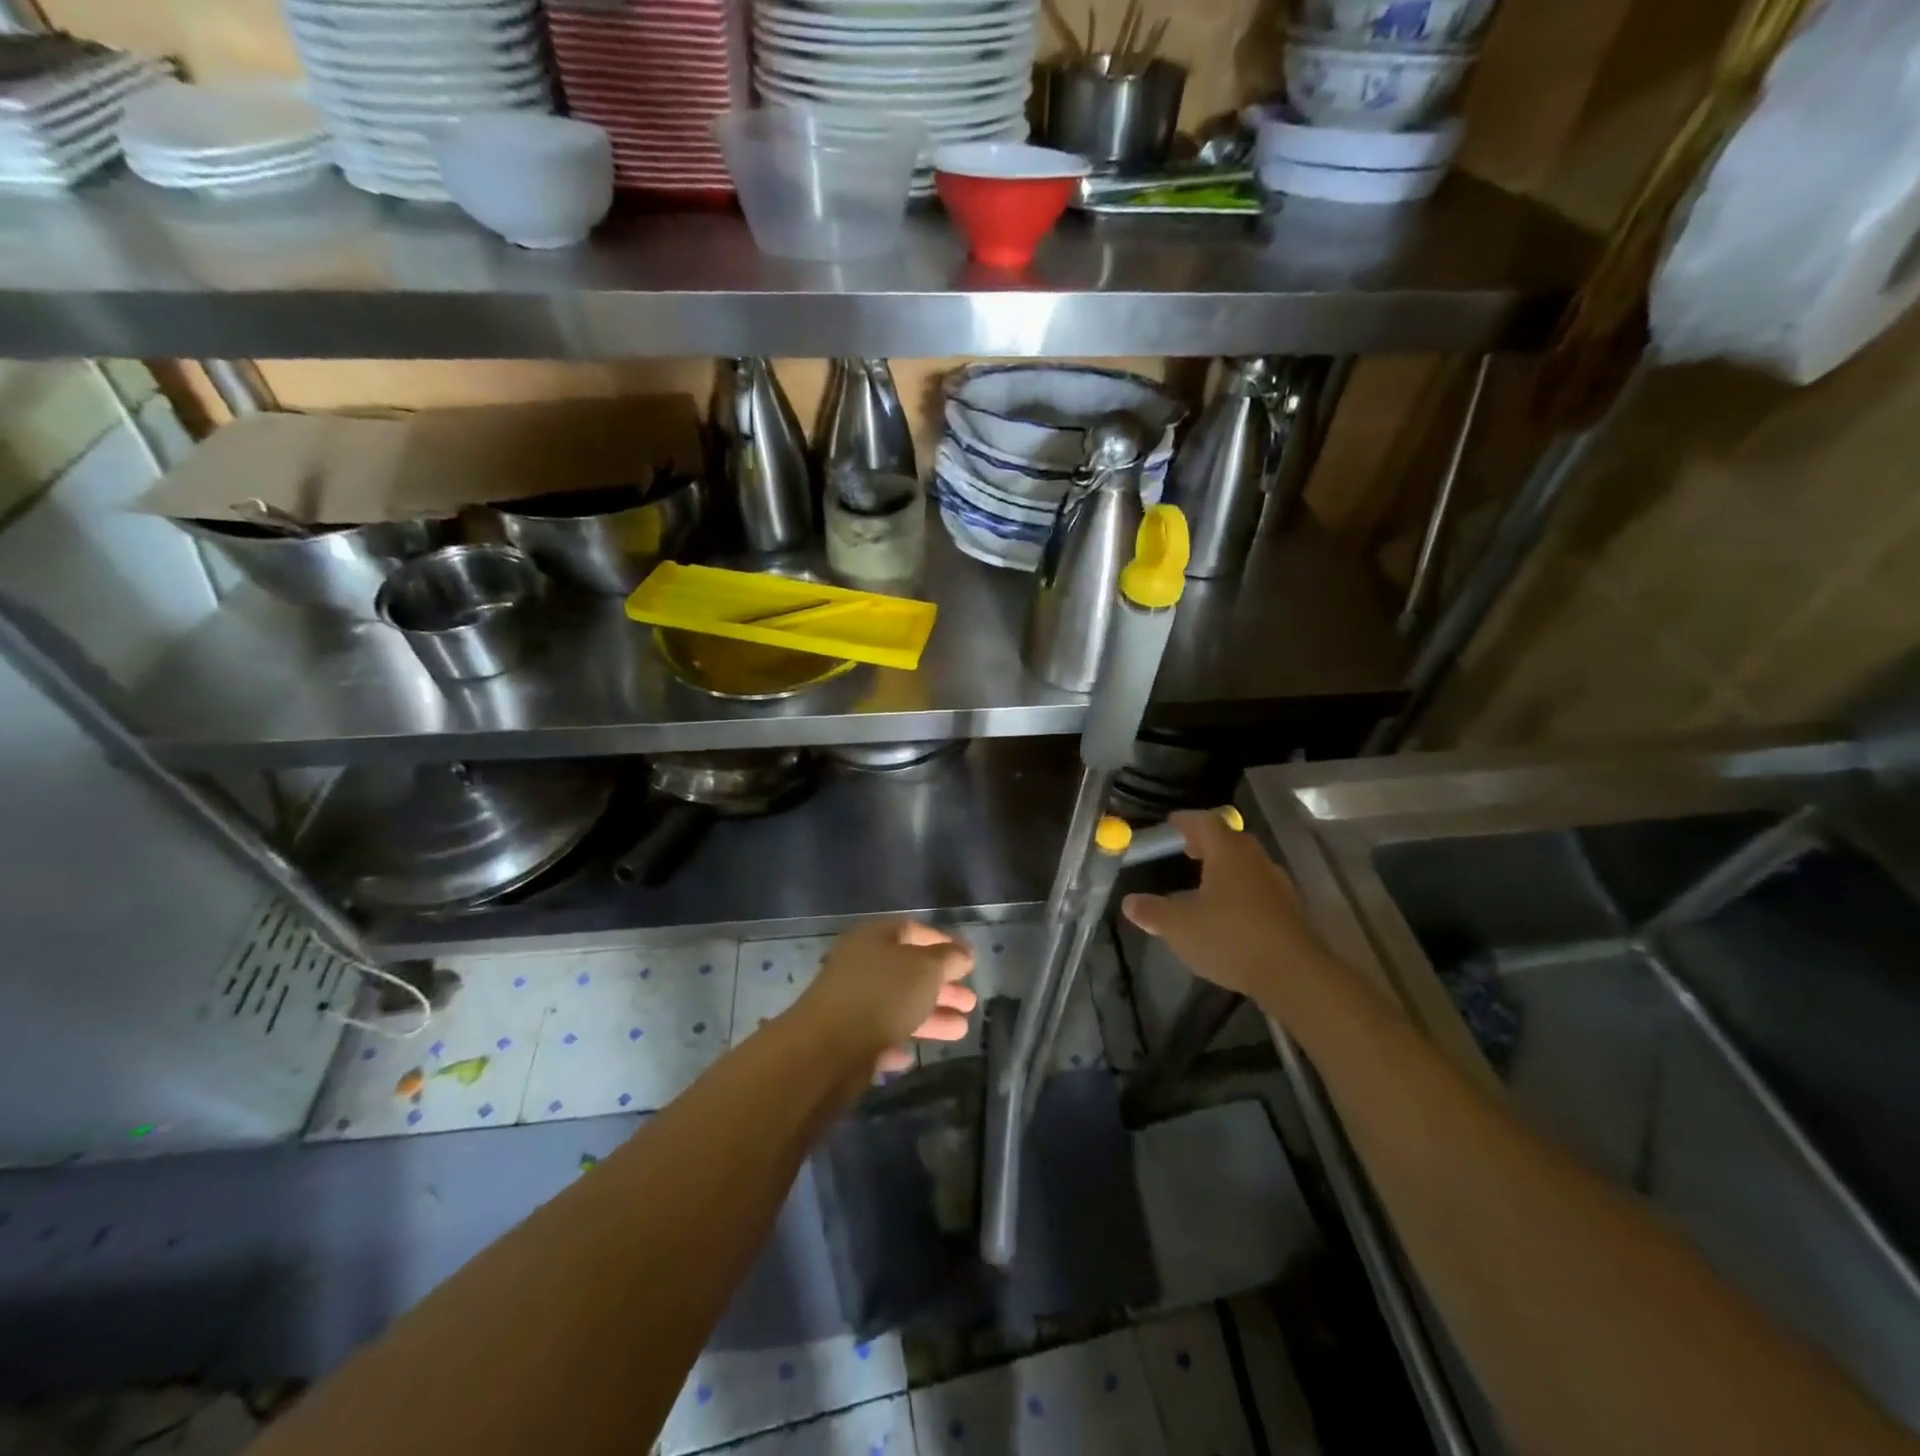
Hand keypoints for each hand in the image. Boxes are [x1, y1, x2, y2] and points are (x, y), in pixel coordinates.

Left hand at [794, 919, 978, 1073]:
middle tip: (970, 1001)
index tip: (968, 960)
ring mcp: (850, 1003)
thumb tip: (964, 953)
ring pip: (898, 1006)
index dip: (942, 942)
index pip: (912, 930)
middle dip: (941, 986)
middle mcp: (860, 965)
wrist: (827, 1050)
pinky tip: (913, 1056)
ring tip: (962, 1029)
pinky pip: (879, 1037)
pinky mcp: (845, 1039)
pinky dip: (898, 1042)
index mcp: (874, 938)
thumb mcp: (926, 969)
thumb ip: (948, 958)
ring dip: (930, 1016)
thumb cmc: (882, 995)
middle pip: (908, 971)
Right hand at [1120, 810, 1328, 1012]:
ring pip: (1247, 864)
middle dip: (1208, 842)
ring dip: (1226, 866)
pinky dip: (1241, 889)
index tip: (1172, 822)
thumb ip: (1153, 912)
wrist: (1294, 975)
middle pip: (1230, 839)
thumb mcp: (1179, 927)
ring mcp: (1277, 884)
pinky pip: (1259, 887)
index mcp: (1227, 853)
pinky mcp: (1290, 910)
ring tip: (1206, 881)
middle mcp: (1255, 860)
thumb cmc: (1231, 938)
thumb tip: (1129, 902)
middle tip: (1187, 849)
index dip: (1187, 820)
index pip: (1206, 822)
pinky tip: (1229, 911)